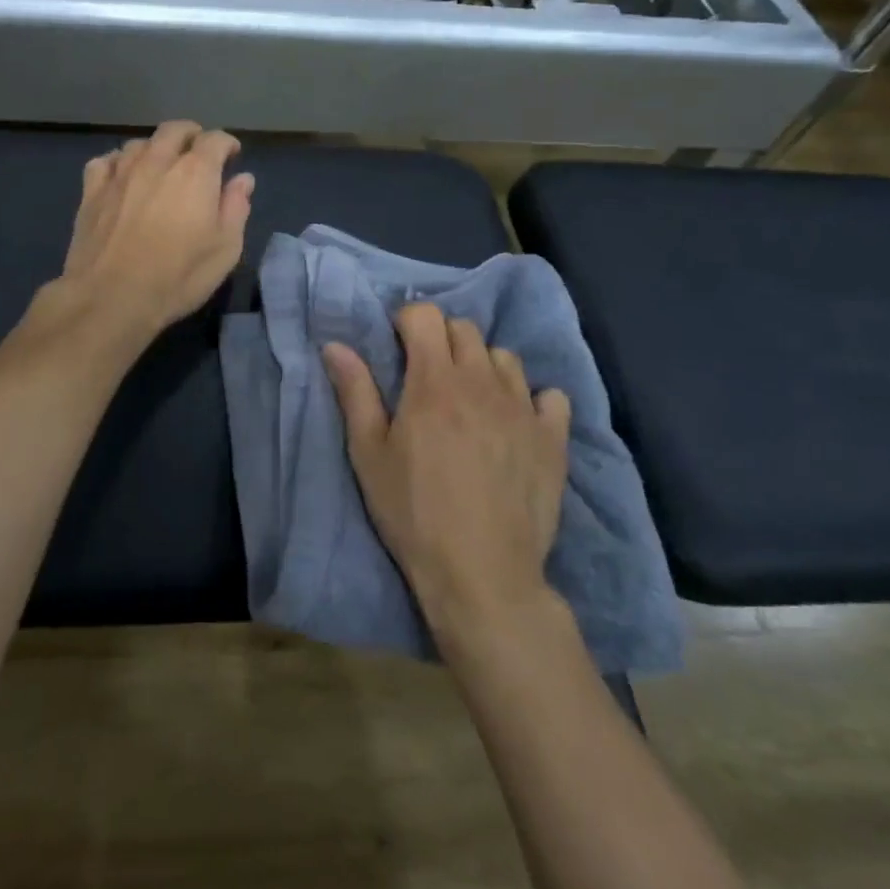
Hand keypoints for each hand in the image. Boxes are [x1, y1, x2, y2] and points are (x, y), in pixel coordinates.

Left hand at [50, 121, 254, 345]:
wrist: (111, 297)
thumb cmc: (178, 277)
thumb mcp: (225, 250)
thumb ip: (236, 208)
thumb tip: (243, 179)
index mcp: (195, 173)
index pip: (215, 140)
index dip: (226, 144)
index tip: (232, 155)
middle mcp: (157, 161)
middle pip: (174, 130)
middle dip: (191, 135)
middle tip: (197, 150)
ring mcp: (120, 173)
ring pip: (139, 143)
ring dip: (155, 148)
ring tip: (160, 164)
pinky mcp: (92, 191)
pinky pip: (105, 161)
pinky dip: (118, 162)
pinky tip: (121, 176)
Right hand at [323, 303, 570, 653]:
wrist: (481, 572)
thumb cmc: (412, 511)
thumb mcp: (368, 454)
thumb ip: (355, 392)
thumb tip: (335, 345)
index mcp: (434, 382)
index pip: (425, 316)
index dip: (406, 322)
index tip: (397, 346)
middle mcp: (482, 382)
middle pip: (465, 329)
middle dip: (441, 340)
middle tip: (427, 376)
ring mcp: (524, 409)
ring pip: (505, 357)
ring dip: (483, 365)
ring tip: (470, 400)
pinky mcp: (553, 439)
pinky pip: (550, 396)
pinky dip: (532, 399)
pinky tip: (516, 423)